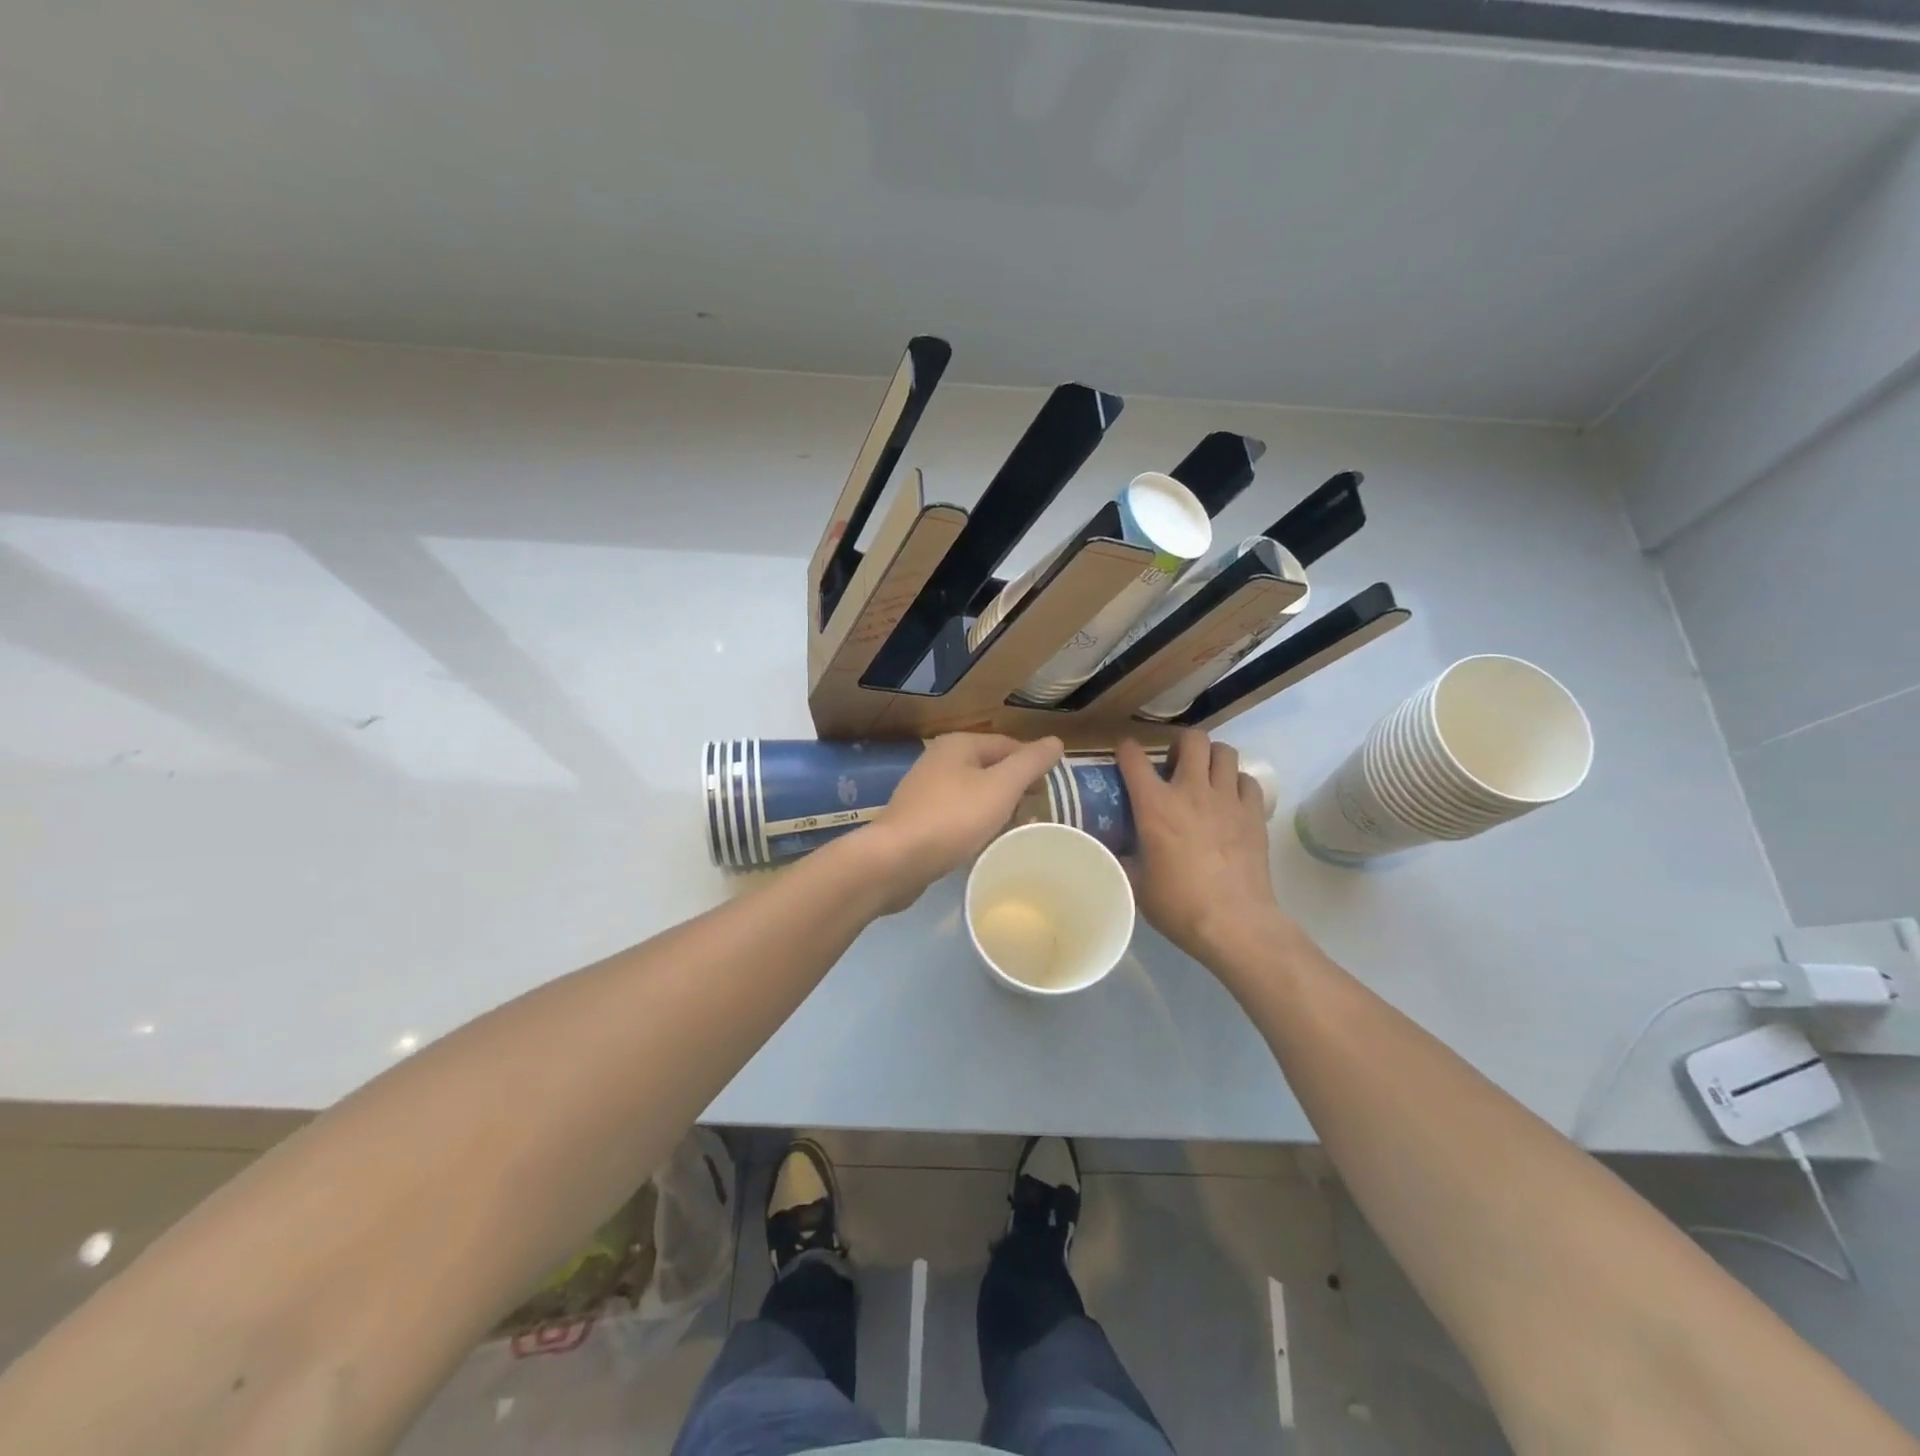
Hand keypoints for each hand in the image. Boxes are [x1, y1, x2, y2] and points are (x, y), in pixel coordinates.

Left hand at [863, 732, 1063, 910]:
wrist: (896, 860)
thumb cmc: (953, 818)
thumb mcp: (1001, 787)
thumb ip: (1030, 763)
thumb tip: (1055, 741)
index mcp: (959, 744)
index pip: (1008, 745)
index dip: (1033, 765)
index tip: (1049, 793)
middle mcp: (939, 760)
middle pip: (990, 768)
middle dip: (1015, 789)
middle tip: (1034, 816)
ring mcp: (925, 790)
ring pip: (974, 793)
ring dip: (996, 809)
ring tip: (1013, 832)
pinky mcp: (918, 818)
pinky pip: (957, 815)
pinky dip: (974, 824)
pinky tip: (982, 843)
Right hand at [1118, 730, 1288, 967]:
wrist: (1234, 923)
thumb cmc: (1178, 905)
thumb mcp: (1136, 883)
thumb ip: (1124, 858)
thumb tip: (1113, 850)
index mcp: (1155, 805)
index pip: (1134, 758)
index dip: (1127, 750)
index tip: (1125, 755)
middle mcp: (1191, 791)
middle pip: (1192, 739)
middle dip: (1181, 744)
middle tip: (1175, 765)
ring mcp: (1228, 800)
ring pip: (1225, 752)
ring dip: (1212, 758)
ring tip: (1206, 776)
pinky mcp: (1254, 814)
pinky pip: (1248, 781)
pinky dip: (1237, 783)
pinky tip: (1231, 800)